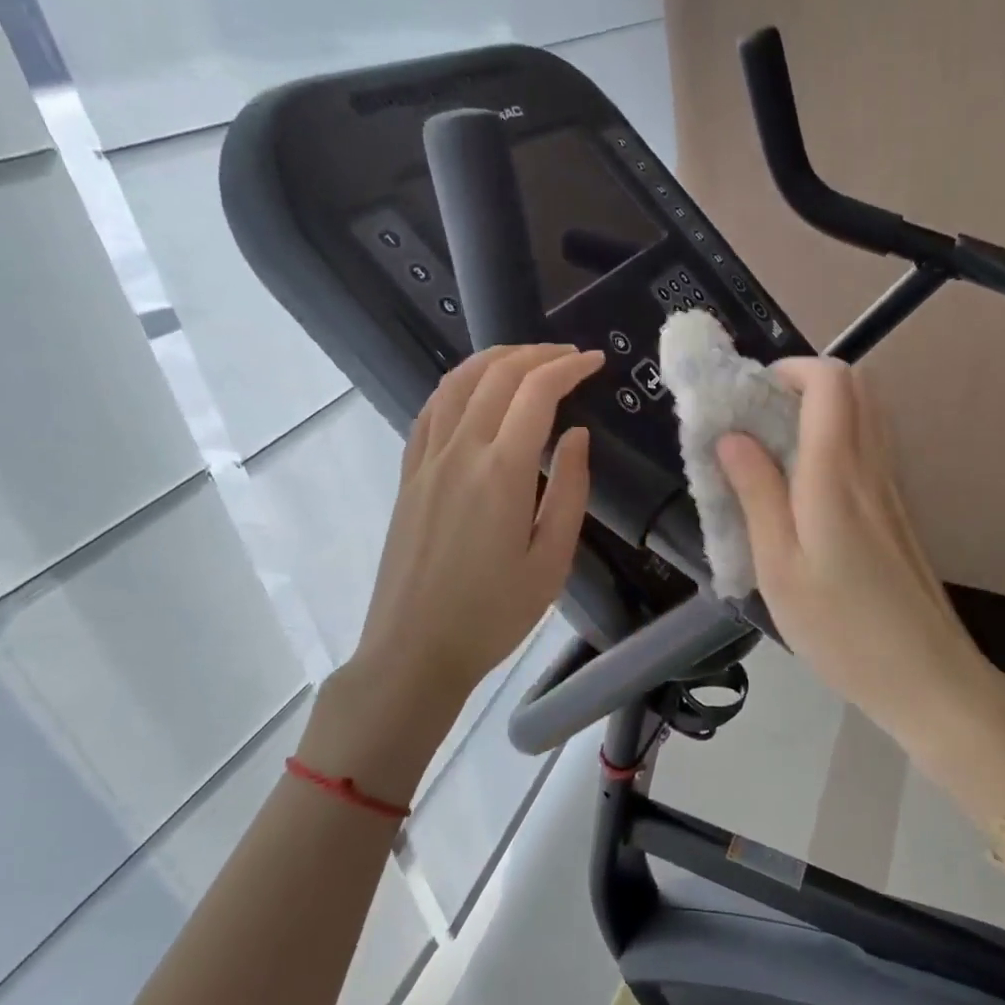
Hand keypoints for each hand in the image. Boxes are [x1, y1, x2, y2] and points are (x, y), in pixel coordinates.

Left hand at [299, 344, 602, 795]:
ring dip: (495, 359)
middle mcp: (459, 451)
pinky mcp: (409, 474)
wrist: (414, 650)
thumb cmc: (493, 614)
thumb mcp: (552, 560)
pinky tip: (474, 391)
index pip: (536, 392)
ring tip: (526, 359)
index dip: (569, 367)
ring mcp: (427, 460)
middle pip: (496, 375)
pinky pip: (431, 409)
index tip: (595, 361)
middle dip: (537, 354)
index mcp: (502, 471)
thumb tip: (576, 435)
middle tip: (570, 356)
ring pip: (457, 383)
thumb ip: (569, 490)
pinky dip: (459, 385)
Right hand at [716, 359, 994, 735]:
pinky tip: (806, 484)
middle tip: (760, 417)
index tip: (750, 396)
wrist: (926, 677)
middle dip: (804, 382)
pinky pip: (871, 445)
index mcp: (837, 473)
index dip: (790, 369)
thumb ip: (756, 493)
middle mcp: (871, 466)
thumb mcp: (779, 566)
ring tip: (777, 447)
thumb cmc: (841, 628)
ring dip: (822, 408)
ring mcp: (893, 486)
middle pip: (856, 385)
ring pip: (867, 413)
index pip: (831, 381)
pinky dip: (838, 437)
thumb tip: (732, 436)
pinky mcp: (899, 508)